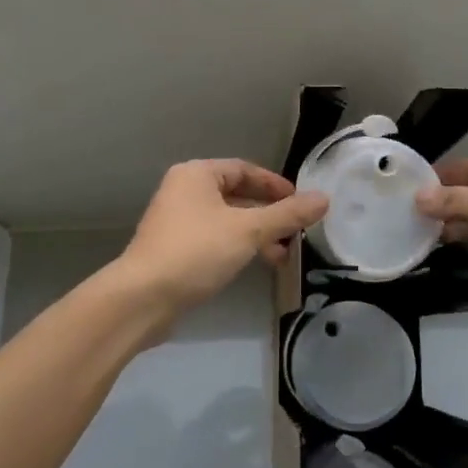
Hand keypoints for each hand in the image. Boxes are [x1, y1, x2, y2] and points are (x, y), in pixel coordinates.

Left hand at [121, 160, 327, 313]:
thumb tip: (324, 198)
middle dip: (268, 214)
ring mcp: (176, 221)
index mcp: (196, 174)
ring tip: (281, 255)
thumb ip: (287, 215)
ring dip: (255, 233)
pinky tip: (253, 265)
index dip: (275, 185)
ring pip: (226, 219)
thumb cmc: (196, 252)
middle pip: (235, 194)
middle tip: (295, 232)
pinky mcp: (173, 249)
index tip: (301, 203)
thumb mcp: (248, 230)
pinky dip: (236, 246)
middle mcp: (183, 191)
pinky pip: (214, 238)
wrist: (143, 298)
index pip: (244, 169)